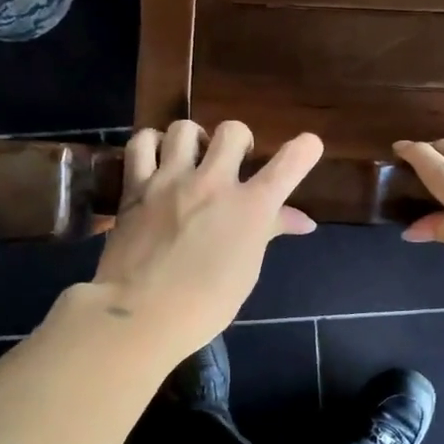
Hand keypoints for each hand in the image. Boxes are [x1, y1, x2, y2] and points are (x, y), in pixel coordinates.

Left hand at [92, 121, 321, 358]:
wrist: (141, 315)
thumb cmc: (205, 305)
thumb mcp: (247, 270)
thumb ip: (270, 232)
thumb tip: (304, 221)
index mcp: (250, 208)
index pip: (289, 163)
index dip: (305, 149)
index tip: (308, 146)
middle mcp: (213, 183)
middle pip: (233, 131)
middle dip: (238, 141)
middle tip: (232, 162)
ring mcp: (171, 181)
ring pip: (184, 128)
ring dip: (193, 139)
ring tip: (189, 157)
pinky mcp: (135, 186)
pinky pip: (142, 142)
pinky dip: (151, 143)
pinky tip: (155, 158)